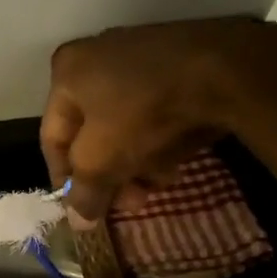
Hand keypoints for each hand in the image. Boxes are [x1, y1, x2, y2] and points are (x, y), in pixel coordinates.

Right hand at [40, 16, 276, 222]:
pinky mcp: (175, 61)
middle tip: (130, 202)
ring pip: (124, 126)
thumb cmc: (142, 112)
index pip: (52, 138)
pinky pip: (153, 110)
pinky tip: (175, 161)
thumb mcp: (101, 161)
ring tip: (159, 183)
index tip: (82, 208)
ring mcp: (138, 55)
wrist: (223, 69)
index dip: (64, 179)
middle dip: (110, 174)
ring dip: (136, 162)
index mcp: (66, 72)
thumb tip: (78, 222)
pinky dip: (158, 138)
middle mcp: (96, 57)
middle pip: (92, 134)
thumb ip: (83, 192)